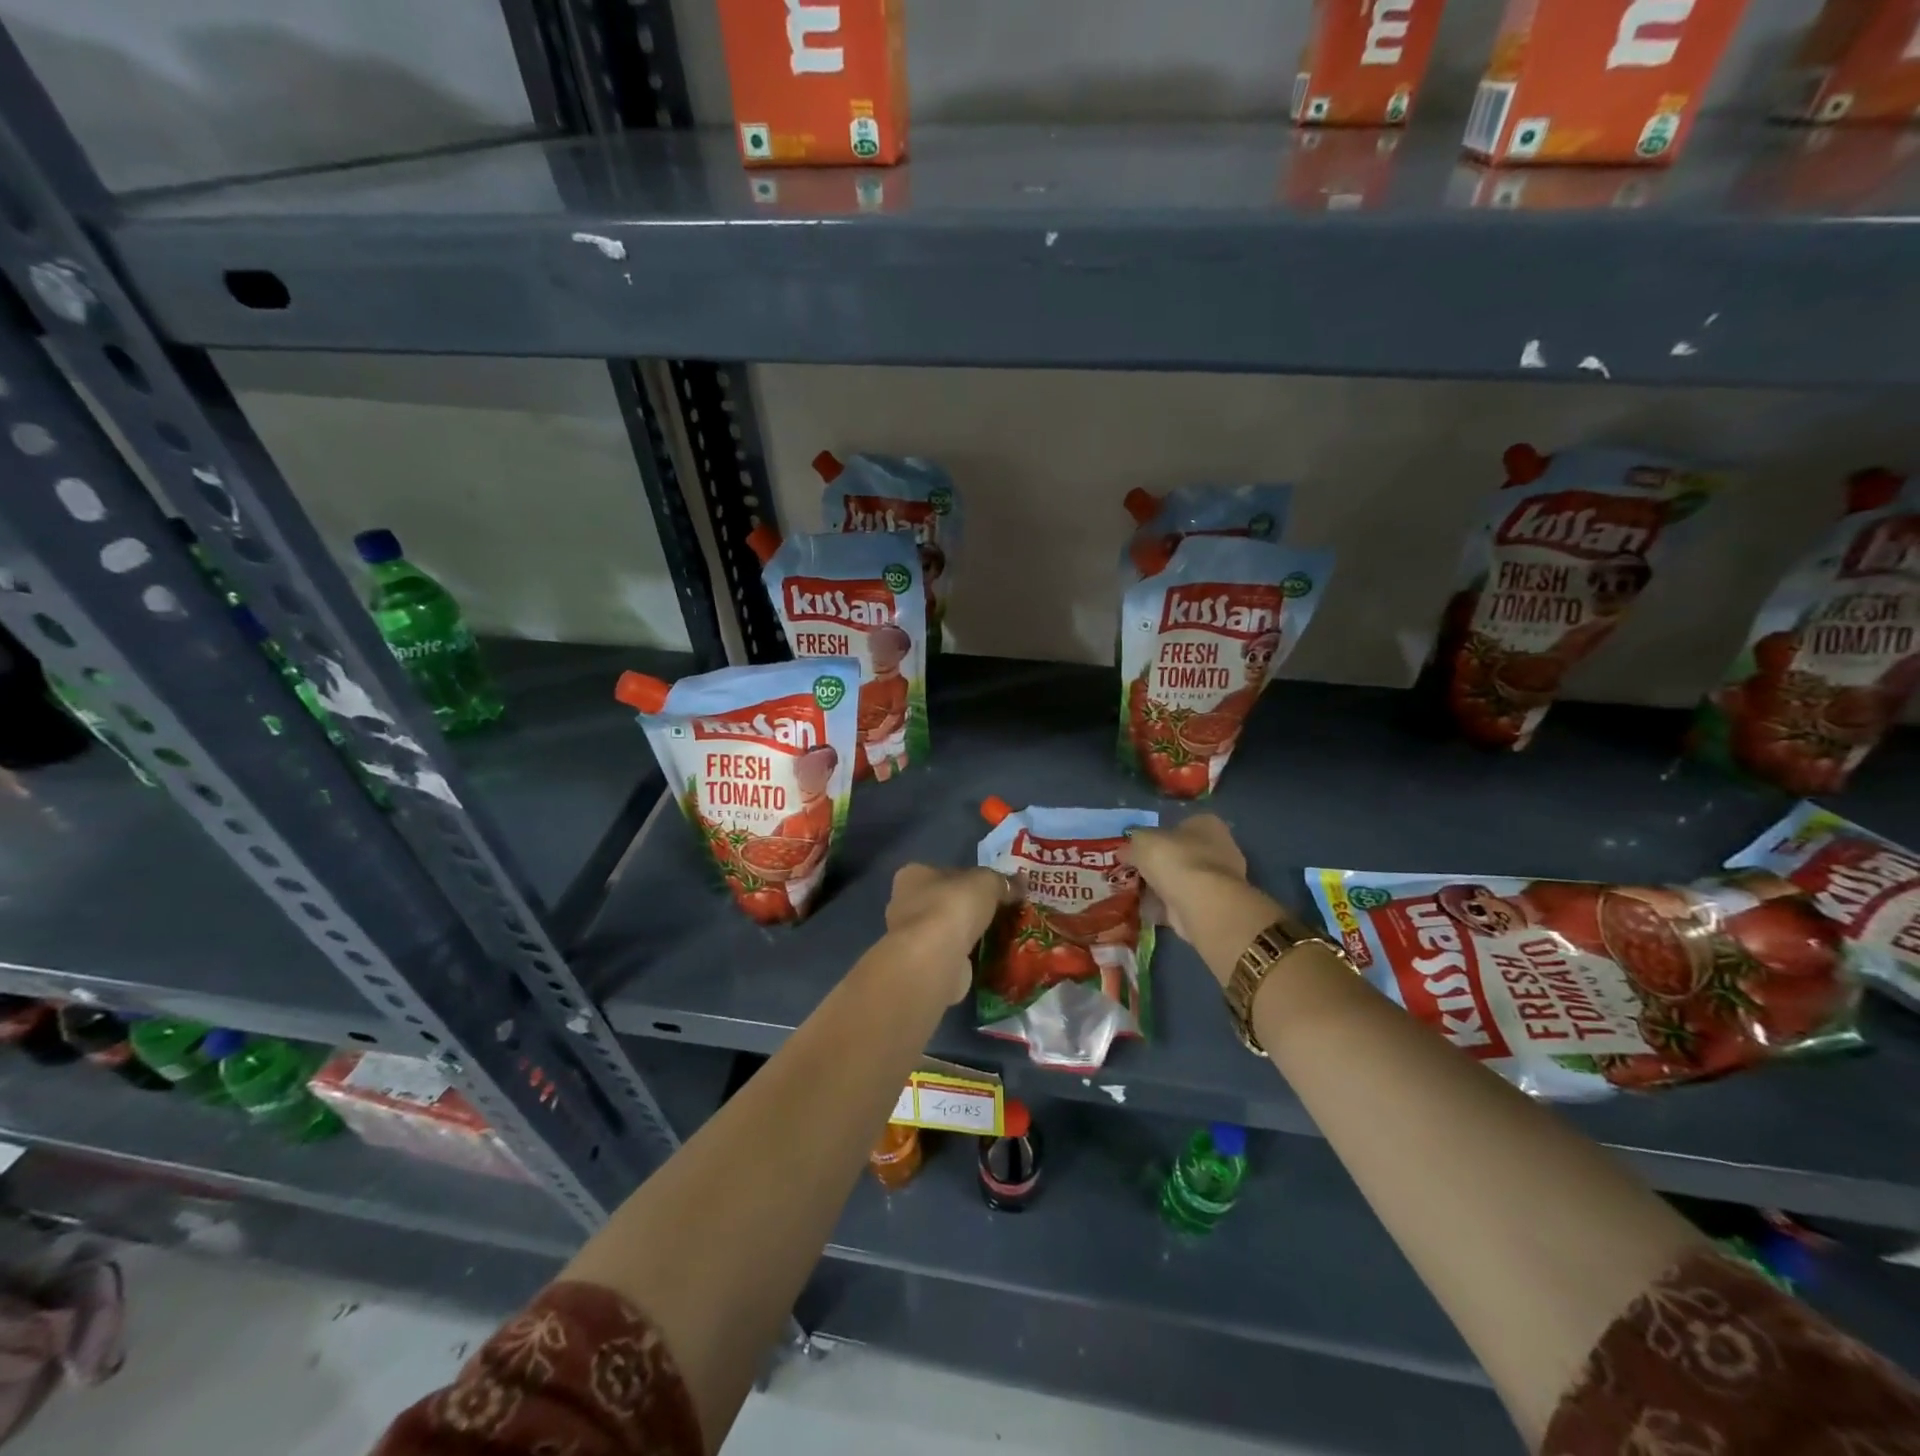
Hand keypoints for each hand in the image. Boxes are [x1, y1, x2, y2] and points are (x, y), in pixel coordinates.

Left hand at [885, 864, 1013, 1002]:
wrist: (934, 959)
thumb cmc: (953, 907)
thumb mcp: (987, 882)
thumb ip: (1003, 882)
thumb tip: (1020, 883)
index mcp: (913, 875)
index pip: (944, 872)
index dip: (969, 879)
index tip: (992, 890)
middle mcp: (904, 903)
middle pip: (944, 902)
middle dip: (968, 909)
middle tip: (999, 914)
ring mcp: (910, 937)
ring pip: (946, 930)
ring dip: (967, 935)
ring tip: (998, 937)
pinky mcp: (921, 965)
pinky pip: (949, 955)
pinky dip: (965, 957)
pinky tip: (986, 959)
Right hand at [1124, 814, 1249, 945]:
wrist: (1203, 904)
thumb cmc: (1176, 860)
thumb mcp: (1142, 842)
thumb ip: (1132, 845)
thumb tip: (1124, 852)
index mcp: (1206, 824)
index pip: (1178, 826)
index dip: (1156, 838)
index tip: (1137, 851)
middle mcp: (1219, 849)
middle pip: (1180, 855)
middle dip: (1158, 865)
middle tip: (1133, 873)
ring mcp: (1219, 880)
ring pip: (1182, 880)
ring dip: (1161, 888)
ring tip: (1134, 894)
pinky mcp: (1214, 907)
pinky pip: (1182, 903)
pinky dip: (1165, 907)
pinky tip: (1146, 910)